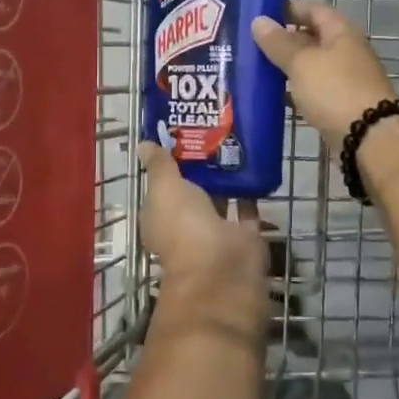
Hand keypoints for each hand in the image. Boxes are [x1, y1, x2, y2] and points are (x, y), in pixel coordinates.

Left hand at [137, 143, 267, 336]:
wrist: (222, 266)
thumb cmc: (183, 226)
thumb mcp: (164, 188)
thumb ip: (158, 166)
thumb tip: (144, 144)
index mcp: (160, 219)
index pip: (161, 189)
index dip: (167, 166)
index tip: (180, 137)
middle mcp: (186, 227)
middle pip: (192, 193)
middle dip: (200, 168)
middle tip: (212, 132)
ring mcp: (216, 233)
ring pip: (220, 200)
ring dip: (226, 178)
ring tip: (234, 141)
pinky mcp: (244, 236)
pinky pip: (247, 209)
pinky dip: (250, 192)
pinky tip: (255, 164)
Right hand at [250, 0, 398, 148]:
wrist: (368, 138)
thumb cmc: (334, 90)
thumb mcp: (301, 63)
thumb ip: (279, 43)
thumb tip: (259, 21)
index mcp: (341, 32)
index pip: (314, 9)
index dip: (290, 8)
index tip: (262, 13)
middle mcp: (347, 52)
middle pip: (314, 38)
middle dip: (286, 40)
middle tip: (253, 44)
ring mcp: (346, 80)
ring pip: (313, 66)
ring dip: (289, 67)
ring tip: (259, 69)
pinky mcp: (342, 105)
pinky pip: (315, 90)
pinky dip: (297, 91)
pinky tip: (277, 97)